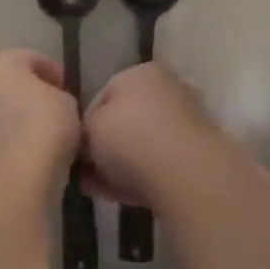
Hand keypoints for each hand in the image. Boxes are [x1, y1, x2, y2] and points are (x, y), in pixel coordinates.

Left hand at [0, 50, 81, 196]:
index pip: (30, 59)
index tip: (68, 89)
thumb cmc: (43, 127)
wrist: (11, 181)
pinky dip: (8, 145)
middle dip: (30, 96)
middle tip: (55, 112)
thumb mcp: (67, 103)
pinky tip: (29, 158)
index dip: (53, 72)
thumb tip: (53, 104)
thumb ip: (59, 96)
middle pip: (9, 86)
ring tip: (44, 139)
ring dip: (17, 123)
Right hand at [82, 63, 225, 208]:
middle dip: (102, 148)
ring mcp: (184, 122)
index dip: (84, 124)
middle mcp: (165, 90)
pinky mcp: (195, 155)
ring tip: (97, 188)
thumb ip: (82, 131)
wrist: (184, 174)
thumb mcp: (89, 128)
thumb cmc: (129, 138)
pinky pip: (157, 164)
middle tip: (84, 172)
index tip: (74, 150)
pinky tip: (119, 196)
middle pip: (124, 121)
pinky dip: (139, 177)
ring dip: (119, 165)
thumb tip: (84, 144)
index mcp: (140, 73)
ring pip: (140, 145)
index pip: (103, 96)